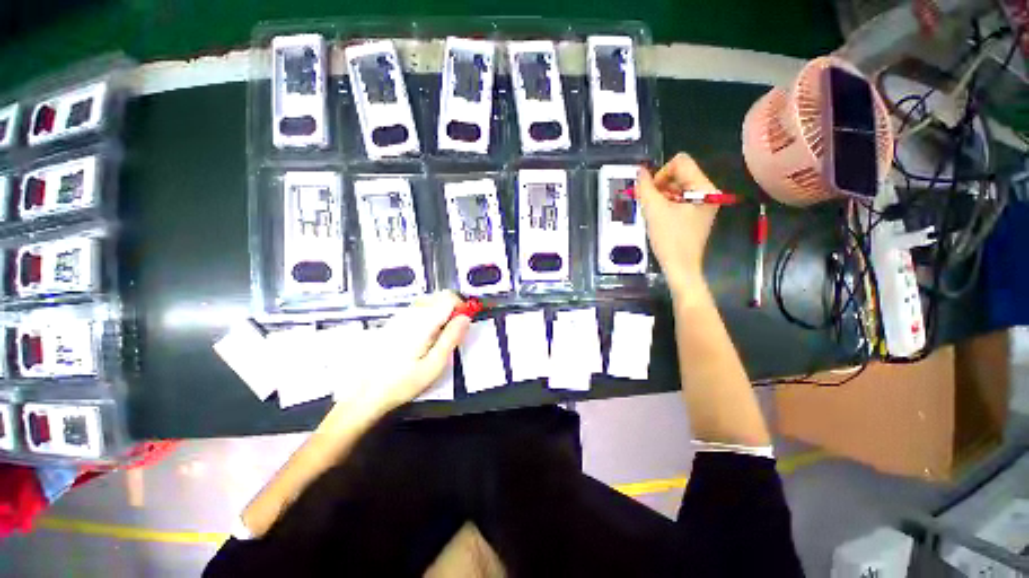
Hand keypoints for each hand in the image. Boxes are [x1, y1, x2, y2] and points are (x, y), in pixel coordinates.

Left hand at [348, 291, 469, 414]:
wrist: (364, 393)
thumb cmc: (401, 382)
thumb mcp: (434, 365)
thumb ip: (452, 338)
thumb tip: (465, 319)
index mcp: (423, 322)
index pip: (449, 297)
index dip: (462, 306)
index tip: (464, 322)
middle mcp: (411, 314)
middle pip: (439, 296)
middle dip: (452, 308)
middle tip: (454, 330)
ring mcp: (400, 316)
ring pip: (429, 301)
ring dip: (440, 312)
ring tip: (440, 336)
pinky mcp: (394, 322)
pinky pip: (418, 309)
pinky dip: (428, 316)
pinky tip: (425, 337)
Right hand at [636, 153, 719, 296]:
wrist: (680, 267)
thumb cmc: (669, 239)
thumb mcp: (653, 210)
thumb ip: (645, 187)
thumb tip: (640, 171)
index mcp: (704, 187)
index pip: (680, 162)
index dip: (660, 174)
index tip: (651, 193)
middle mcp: (709, 191)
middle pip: (680, 173)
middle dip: (661, 186)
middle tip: (651, 204)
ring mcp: (705, 203)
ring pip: (679, 186)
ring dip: (663, 196)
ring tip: (655, 213)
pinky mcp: (698, 214)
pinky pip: (681, 199)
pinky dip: (668, 204)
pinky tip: (661, 218)